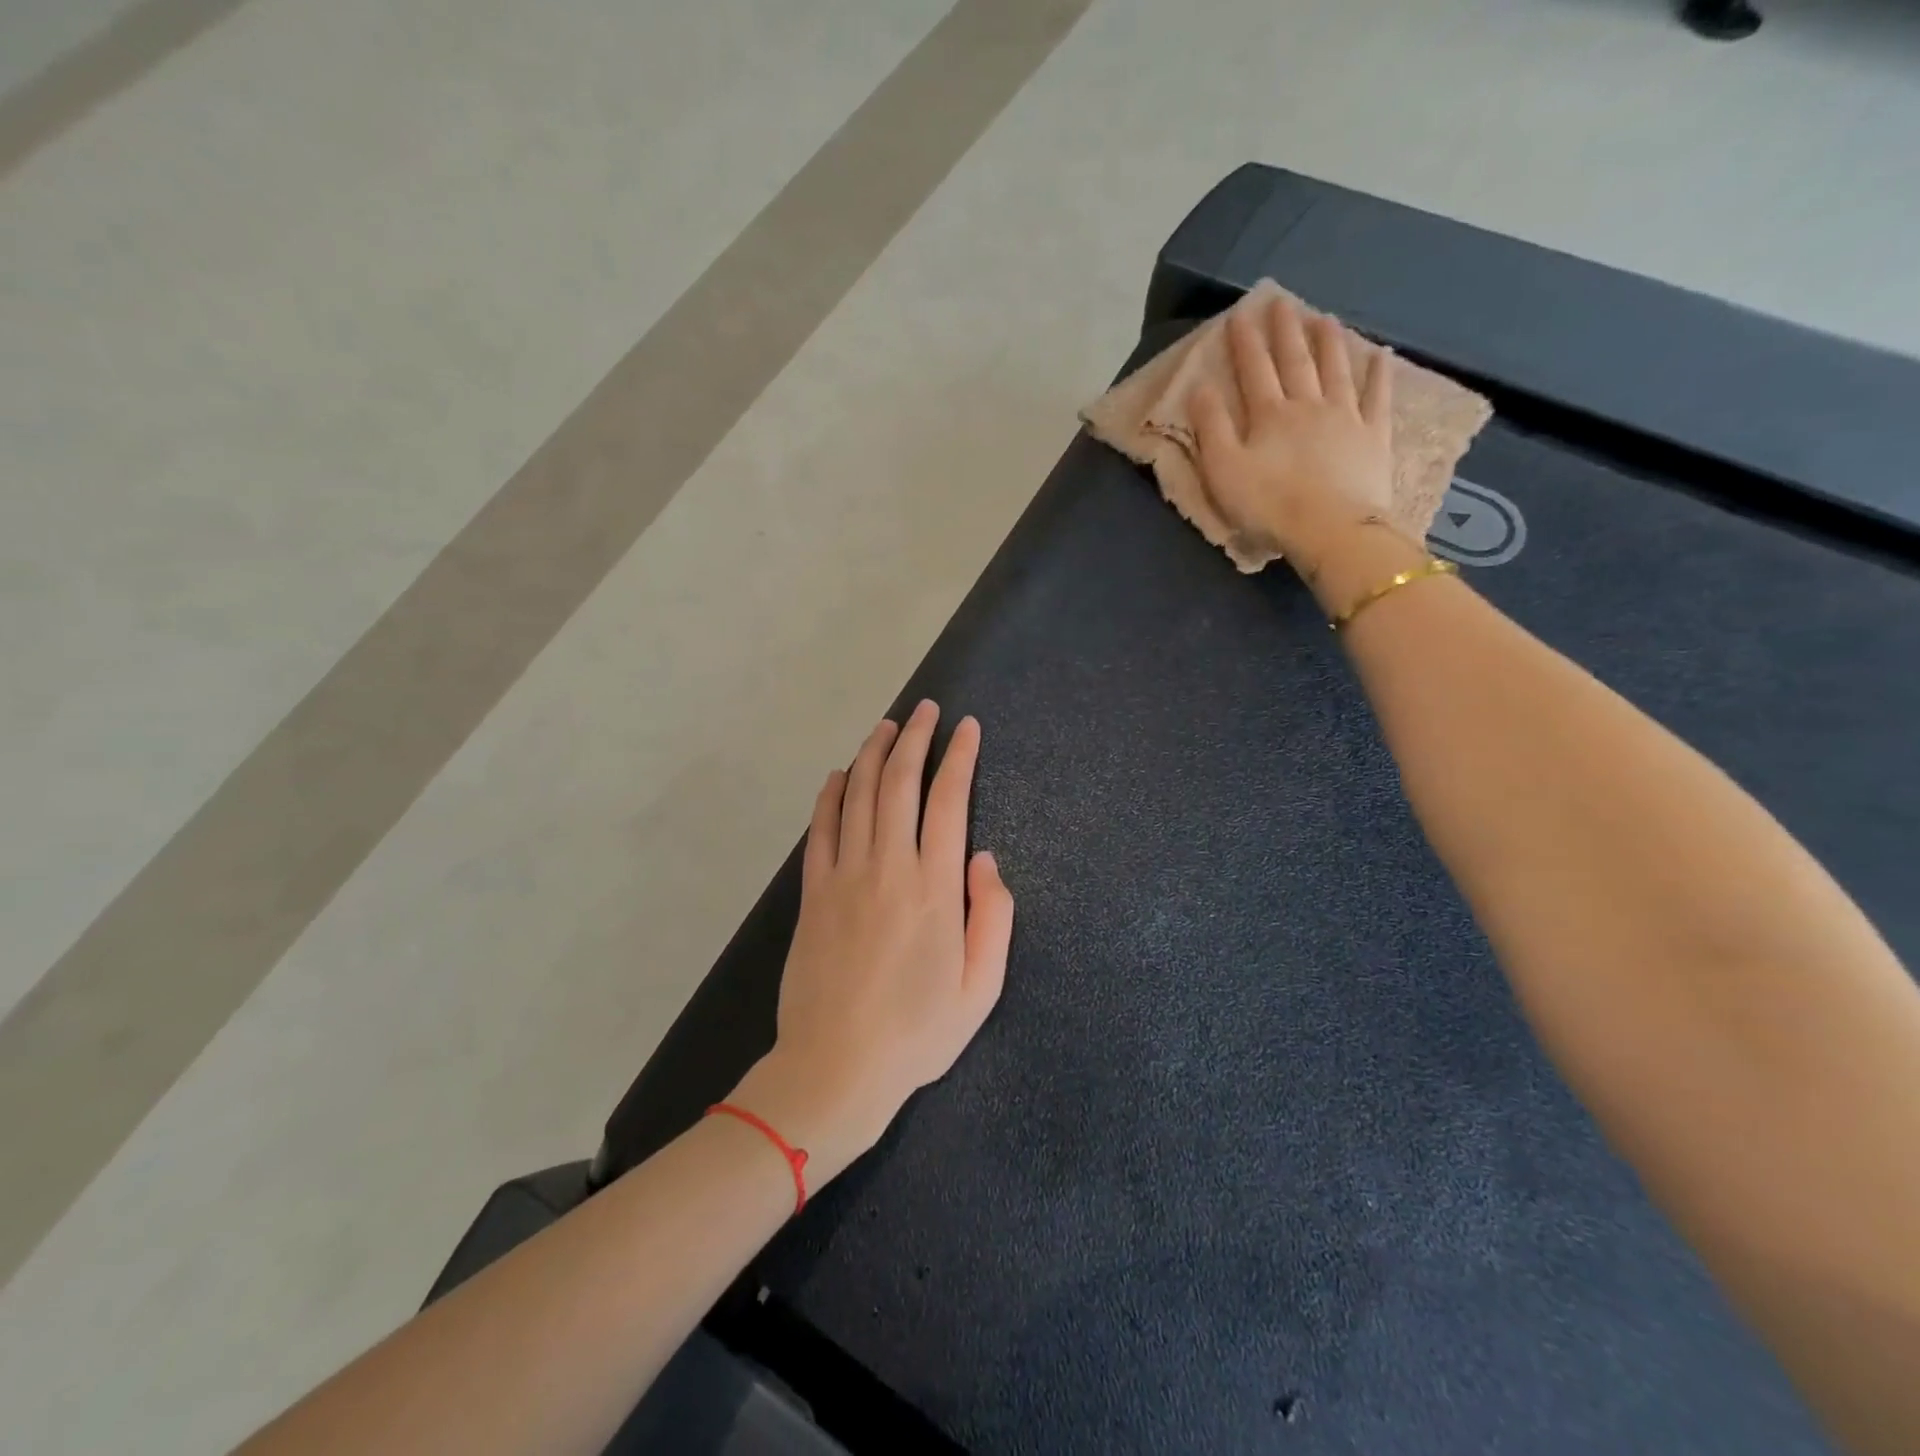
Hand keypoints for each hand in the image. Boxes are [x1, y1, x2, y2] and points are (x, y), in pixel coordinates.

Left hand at [730, 702, 1013, 1186]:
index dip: (960, 757)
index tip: (967, 727)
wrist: (835, 1067)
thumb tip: (985, 860)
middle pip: (898, 783)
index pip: (949, 801)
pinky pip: (820, 829)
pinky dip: (829, 794)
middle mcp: (888, 867)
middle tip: (925, 710)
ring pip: (857, 795)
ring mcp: (844, 876)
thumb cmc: (917, 1034)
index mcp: (935, 888)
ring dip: (872, 754)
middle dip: (914, 738)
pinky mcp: (812, 892)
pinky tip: (837, 774)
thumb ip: (993, 917)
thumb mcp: (981, 988)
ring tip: (886, 725)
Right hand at [1190, 293, 1396, 582]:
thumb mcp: (1223, 471)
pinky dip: (1379, 374)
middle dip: (1286, 331)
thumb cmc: (1268, 505)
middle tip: (1282, 302)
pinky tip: (1380, 356)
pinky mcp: (1374, 437)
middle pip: (1295, 361)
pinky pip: (1377, 397)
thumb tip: (1200, 388)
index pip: (1254, 370)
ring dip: (1329, 342)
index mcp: (1269, 415)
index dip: (1245, 342)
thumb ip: (1210, 428)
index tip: (1240, 313)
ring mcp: (1346, 417)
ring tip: (1324, 318)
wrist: (1331, 530)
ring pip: (1336, 369)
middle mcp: (1308, 405)